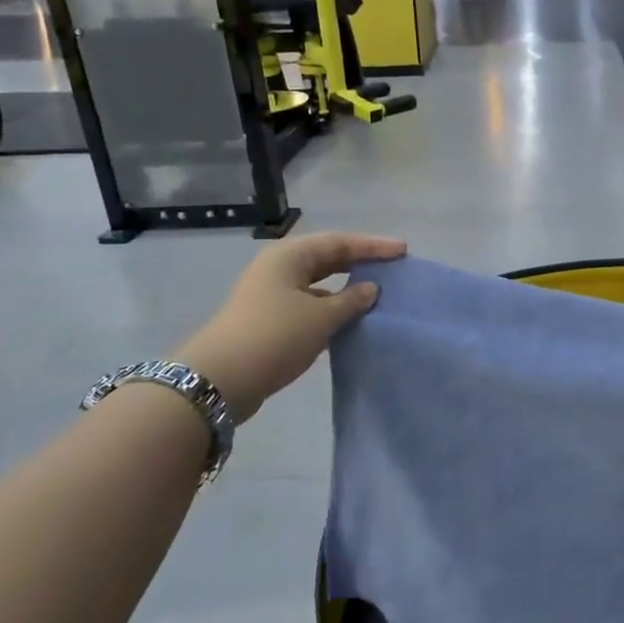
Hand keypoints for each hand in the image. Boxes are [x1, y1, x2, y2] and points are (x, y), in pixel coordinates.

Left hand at [180, 233, 405, 420]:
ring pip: (317, 283)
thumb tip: (370, 288)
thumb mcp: (321, 317)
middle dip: (359, 262)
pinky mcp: (268, 319)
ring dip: (345, 288)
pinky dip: (331, 308)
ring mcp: (270, 294)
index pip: (340, 242)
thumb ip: (351, 300)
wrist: (220, 380)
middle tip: (392, 268)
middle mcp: (278, 268)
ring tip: (376, 295)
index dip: (373, 246)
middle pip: (326, 258)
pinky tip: (349, 321)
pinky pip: (308, 304)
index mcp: (289, 256)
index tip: (403, 251)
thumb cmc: (275, 336)